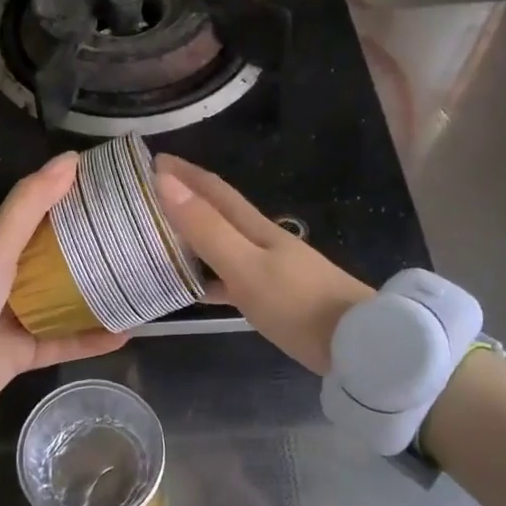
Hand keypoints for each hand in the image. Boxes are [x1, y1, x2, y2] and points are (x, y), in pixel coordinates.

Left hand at [0, 154, 126, 430]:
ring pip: (64, 300)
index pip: (39, 215)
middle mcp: (6, 278)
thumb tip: (70, 158)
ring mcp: (15, 318)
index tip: (114, 189)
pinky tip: (127, 332)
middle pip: (57, 256)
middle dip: (93, 246)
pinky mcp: (23, 354)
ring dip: (97, 292)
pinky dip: (92, 338)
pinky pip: (65, 341)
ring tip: (139, 281)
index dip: (72, 199)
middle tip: (137, 234)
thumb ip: (29, 204)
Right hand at [154, 155, 373, 375]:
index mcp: (255, 227)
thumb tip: (165, 180)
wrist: (358, 345)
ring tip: (159, 238)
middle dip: (185, 199)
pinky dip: (207, 276)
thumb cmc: (297, 303)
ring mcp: (270, 269)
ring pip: (221, 245)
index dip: (184, 173)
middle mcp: (261, 241)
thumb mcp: (245, 265)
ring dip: (193, 237)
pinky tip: (191, 288)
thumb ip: (206, 227)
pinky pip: (230, 278)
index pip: (214, 190)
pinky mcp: (274, 298)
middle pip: (217, 213)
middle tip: (147, 197)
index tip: (152, 160)